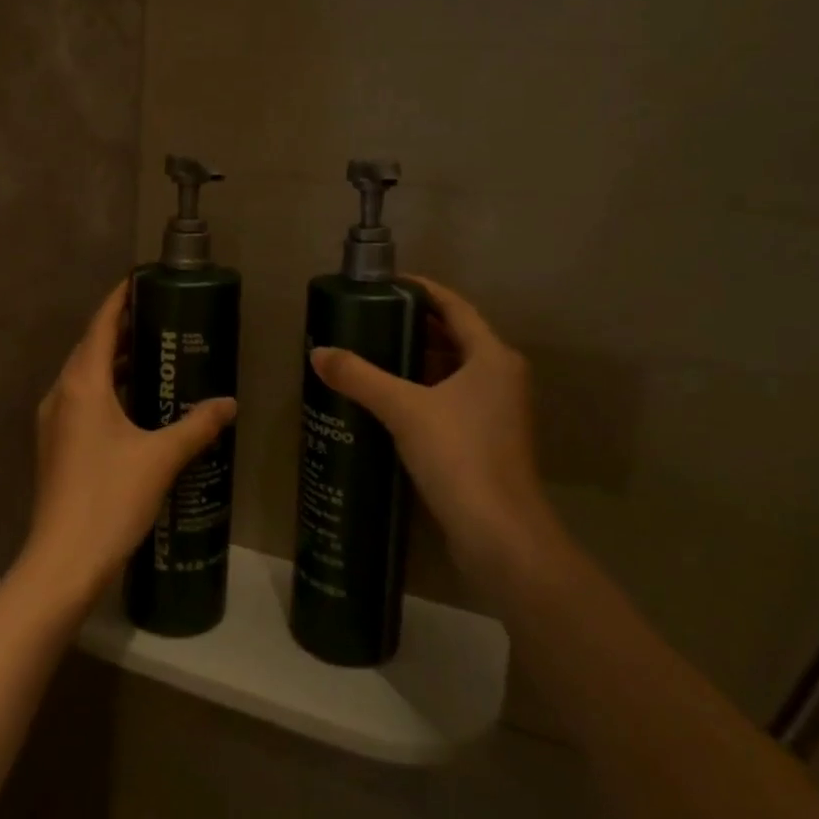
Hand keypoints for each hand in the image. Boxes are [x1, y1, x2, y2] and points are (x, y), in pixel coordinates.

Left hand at [18, 280, 238, 613]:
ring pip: (85, 375)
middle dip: (122, 328)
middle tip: (162, 317)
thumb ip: (197, 426)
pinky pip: (82, 400)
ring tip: (154, 353)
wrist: (63, 560)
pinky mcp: (56, 445)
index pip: (101, 326)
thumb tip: (230, 404)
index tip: (142, 280)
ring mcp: (54, 421)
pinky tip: (136, 403)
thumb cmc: (110, 499)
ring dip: (115, 360)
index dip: (119, 299)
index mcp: (82, 385)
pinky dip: (107, 388)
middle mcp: (62, 394)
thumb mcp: (161, 458)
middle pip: (91, 347)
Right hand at [309, 277, 563, 591]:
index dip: (421, 290)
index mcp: (492, 357)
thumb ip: (360, 377)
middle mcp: (500, 378)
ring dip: (414, 362)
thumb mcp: (404, 409)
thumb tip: (318, 353)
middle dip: (411, 327)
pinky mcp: (485, 441)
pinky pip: (448, 401)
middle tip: (366, 319)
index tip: (384, 283)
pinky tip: (385, 400)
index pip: (455, 307)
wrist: (500, 535)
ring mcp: (496, 412)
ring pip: (450, 373)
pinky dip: (420, 393)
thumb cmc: (460, 456)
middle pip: (453, 338)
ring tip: (368, 355)